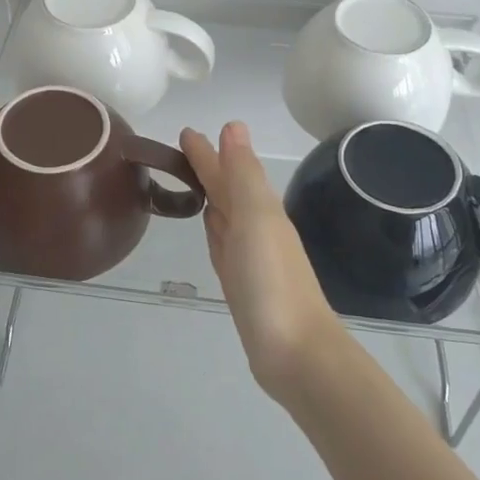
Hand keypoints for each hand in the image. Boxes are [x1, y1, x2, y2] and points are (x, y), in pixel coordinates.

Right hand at [180, 121, 344, 398]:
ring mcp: (250, 258)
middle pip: (228, 190)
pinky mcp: (242, 285)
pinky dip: (216, 229)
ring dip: (212, 195)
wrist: (295, 352)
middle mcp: (257, 228)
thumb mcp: (256, 217)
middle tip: (183, 148)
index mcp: (260, 209)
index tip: (186, 132)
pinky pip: (224, 244)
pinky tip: (210, 226)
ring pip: (226, 215)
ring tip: (194, 180)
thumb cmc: (271, 281)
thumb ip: (242, 174)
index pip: (228, 170)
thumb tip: (233, 126)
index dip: (208, 152)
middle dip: (209, 168)